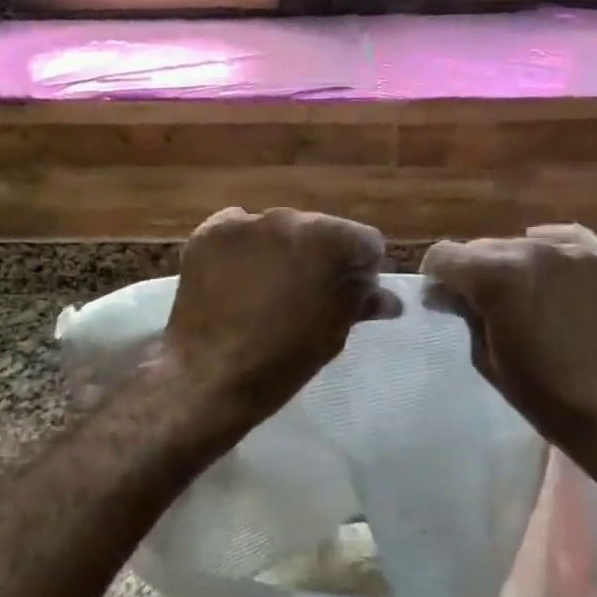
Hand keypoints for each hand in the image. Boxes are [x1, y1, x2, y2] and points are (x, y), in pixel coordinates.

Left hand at [163, 207, 400, 423]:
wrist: (209, 377)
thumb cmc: (282, 361)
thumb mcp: (333, 334)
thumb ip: (361, 302)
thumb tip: (387, 299)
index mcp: (330, 241)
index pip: (365, 242)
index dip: (363, 271)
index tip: (351, 296)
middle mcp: (289, 218)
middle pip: (319, 231)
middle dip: (320, 258)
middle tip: (307, 295)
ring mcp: (245, 222)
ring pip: (277, 231)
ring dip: (280, 252)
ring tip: (266, 290)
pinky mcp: (209, 232)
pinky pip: (239, 233)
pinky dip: (243, 252)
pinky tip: (236, 281)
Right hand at [421, 224, 596, 465]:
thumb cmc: (541, 393)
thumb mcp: (485, 356)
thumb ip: (463, 313)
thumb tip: (442, 293)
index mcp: (496, 277)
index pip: (444, 255)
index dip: (435, 276)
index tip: (441, 299)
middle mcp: (532, 250)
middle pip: (483, 246)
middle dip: (472, 271)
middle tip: (477, 303)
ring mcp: (573, 253)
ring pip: (522, 243)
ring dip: (510, 264)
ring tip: (519, 295)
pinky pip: (568, 238)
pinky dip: (550, 246)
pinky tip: (545, 265)